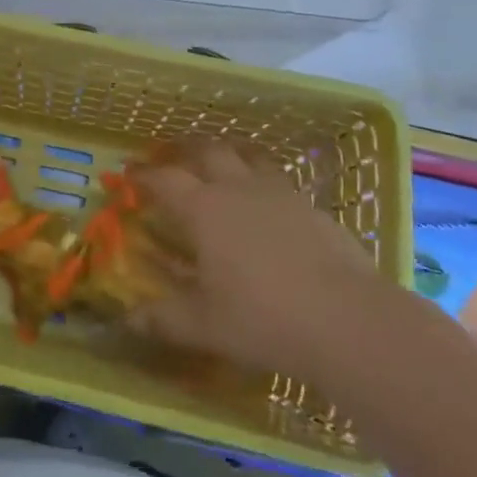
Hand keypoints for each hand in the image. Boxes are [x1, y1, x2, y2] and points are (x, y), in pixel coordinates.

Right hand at [132, 140, 381, 376]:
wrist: (347, 321)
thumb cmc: (263, 320)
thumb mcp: (204, 325)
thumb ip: (163, 319)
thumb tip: (128, 320)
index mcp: (203, 210)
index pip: (164, 179)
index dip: (143, 175)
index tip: (129, 173)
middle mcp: (237, 189)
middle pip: (207, 151)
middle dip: (186, 150)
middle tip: (174, 158)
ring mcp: (279, 193)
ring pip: (248, 155)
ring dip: (229, 154)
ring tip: (222, 162)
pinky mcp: (312, 207)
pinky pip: (279, 179)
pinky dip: (264, 180)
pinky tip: (268, 203)